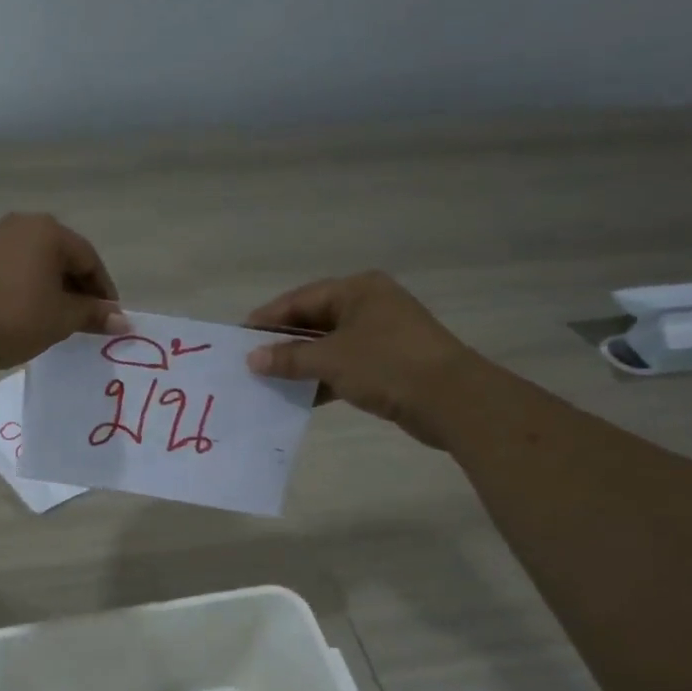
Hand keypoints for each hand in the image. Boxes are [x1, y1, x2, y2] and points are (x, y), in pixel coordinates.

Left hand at [0, 213, 127, 371]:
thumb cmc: (13, 318)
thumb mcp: (60, 319)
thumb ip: (93, 314)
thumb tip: (123, 320)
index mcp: (48, 230)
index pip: (89, 259)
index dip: (103, 291)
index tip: (110, 319)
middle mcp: (21, 224)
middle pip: (62, 257)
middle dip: (78, 289)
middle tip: (87, 321)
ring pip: (37, 264)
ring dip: (53, 290)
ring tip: (58, 321)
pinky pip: (14, 270)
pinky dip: (29, 290)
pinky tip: (29, 315)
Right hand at [244, 272, 485, 447]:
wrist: (452, 400)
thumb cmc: (387, 365)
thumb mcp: (330, 359)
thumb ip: (288, 358)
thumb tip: (252, 359)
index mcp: (357, 290)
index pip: (300, 299)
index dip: (268, 319)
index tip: (239, 338)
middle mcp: (369, 306)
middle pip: (314, 321)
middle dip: (282, 342)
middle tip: (250, 361)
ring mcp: (381, 336)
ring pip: (328, 346)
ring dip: (300, 364)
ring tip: (267, 381)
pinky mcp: (388, 364)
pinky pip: (344, 367)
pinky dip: (321, 379)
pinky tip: (298, 397)